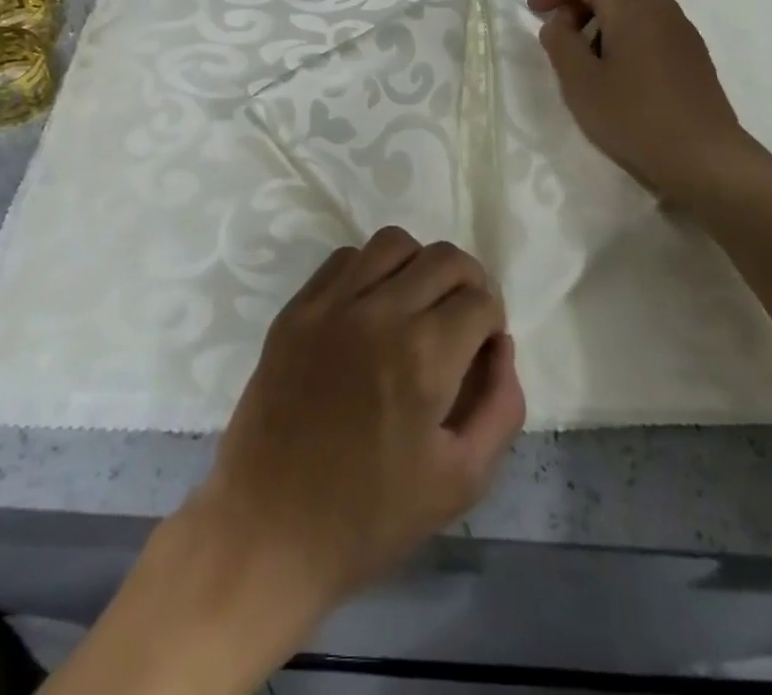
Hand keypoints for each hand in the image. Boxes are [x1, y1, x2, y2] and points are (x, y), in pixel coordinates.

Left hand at [192, 228, 524, 615]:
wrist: (269, 528)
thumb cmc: (371, 515)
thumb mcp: (461, 479)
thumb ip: (500, 405)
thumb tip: (501, 345)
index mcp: (424, 356)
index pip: (481, 301)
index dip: (492, 322)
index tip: (482, 348)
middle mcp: (380, 312)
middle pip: (444, 259)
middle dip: (468, 283)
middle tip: (461, 321)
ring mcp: (332, 304)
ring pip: (394, 243)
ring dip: (420, 266)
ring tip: (417, 304)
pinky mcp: (297, 308)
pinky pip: (345, 258)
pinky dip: (370, 269)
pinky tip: (371, 307)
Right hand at [528, 0, 771, 222]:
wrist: (706, 161)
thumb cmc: (635, 118)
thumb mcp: (581, 82)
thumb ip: (560, 42)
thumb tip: (559, 23)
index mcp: (633, 6)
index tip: (533, 14)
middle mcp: (661, 8)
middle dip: (574, 8)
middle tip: (556, 45)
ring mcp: (682, 31)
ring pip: (628, 12)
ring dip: (597, 27)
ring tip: (584, 68)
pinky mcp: (693, 56)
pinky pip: (647, 32)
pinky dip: (621, 41)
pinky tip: (616, 80)